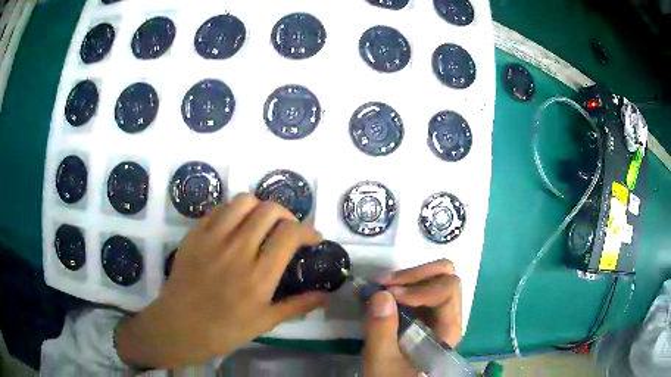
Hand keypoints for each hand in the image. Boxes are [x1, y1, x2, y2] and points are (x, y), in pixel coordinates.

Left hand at [115, 194, 327, 368]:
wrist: (181, 325)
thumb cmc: (226, 329)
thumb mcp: (266, 321)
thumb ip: (298, 305)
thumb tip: (327, 295)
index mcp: (259, 275)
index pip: (290, 234)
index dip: (308, 230)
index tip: (312, 238)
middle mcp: (238, 250)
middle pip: (270, 210)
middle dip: (287, 215)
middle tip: (287, 230)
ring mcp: (213, 238)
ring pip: (243, 201)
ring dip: (259, 207)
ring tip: (261, 223)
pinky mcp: (195, 234)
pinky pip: (218, 209)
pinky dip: (233, 212)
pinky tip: (234, 227)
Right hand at [363, 260, 461, 375]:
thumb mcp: (383, 361)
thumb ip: (382, 331)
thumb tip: (381, 293)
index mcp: (447, 330)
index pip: (448, 291)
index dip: (420, 288)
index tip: (389, 293)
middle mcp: (448, 316)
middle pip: (446, 276)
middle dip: (414, 275)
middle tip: (383, 283)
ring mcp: (437, 312)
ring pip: (435, 277)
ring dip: (407, 277)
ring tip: (379, 284)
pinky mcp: (424, 313)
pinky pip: (420, 287)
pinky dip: (402, 284)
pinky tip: (381, 290)